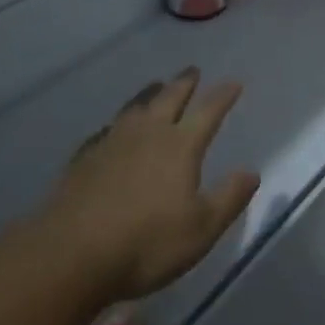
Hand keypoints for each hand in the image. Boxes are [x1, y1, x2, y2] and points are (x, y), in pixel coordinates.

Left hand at [41, 68, 259, 303]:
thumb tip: (251, 172)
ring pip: (136, 106)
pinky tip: (114, 128)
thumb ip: (228, 198)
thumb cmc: (146, 243)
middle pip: (169, 98)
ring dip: (150, 93)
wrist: (72, 253)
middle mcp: (148, 133)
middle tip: (192, 70)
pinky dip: (118, 122)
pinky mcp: (85, 157)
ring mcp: (113, 141)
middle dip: (184, 83)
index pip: (208, 112)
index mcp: (180, 146)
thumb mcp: (200, 229)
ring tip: (156, 85)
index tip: (234, 82)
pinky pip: (107, 129)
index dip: (223, 96)